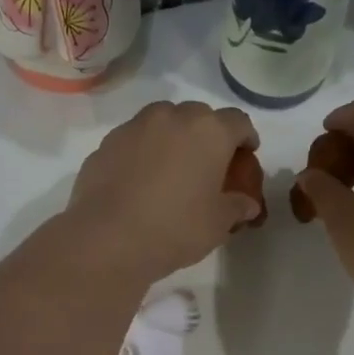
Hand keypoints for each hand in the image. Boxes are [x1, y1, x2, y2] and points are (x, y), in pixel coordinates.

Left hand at [66, 101, 262, 282]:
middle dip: (207, 135)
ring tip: (171, 167)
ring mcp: (135, 126)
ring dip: (172, 137)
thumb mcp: (217, 224)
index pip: (238, 122)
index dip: (245, 137)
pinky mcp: (106, 143)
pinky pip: (134, 140)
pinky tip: (140, 179)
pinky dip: (142, 151)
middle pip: (199, 116)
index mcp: (209, 131)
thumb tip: (247, 204)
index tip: (245, 154)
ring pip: (162, 121)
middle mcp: (172, 117)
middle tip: (207, 163)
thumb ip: (236, 207)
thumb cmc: (175, 228)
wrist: (107, 239)